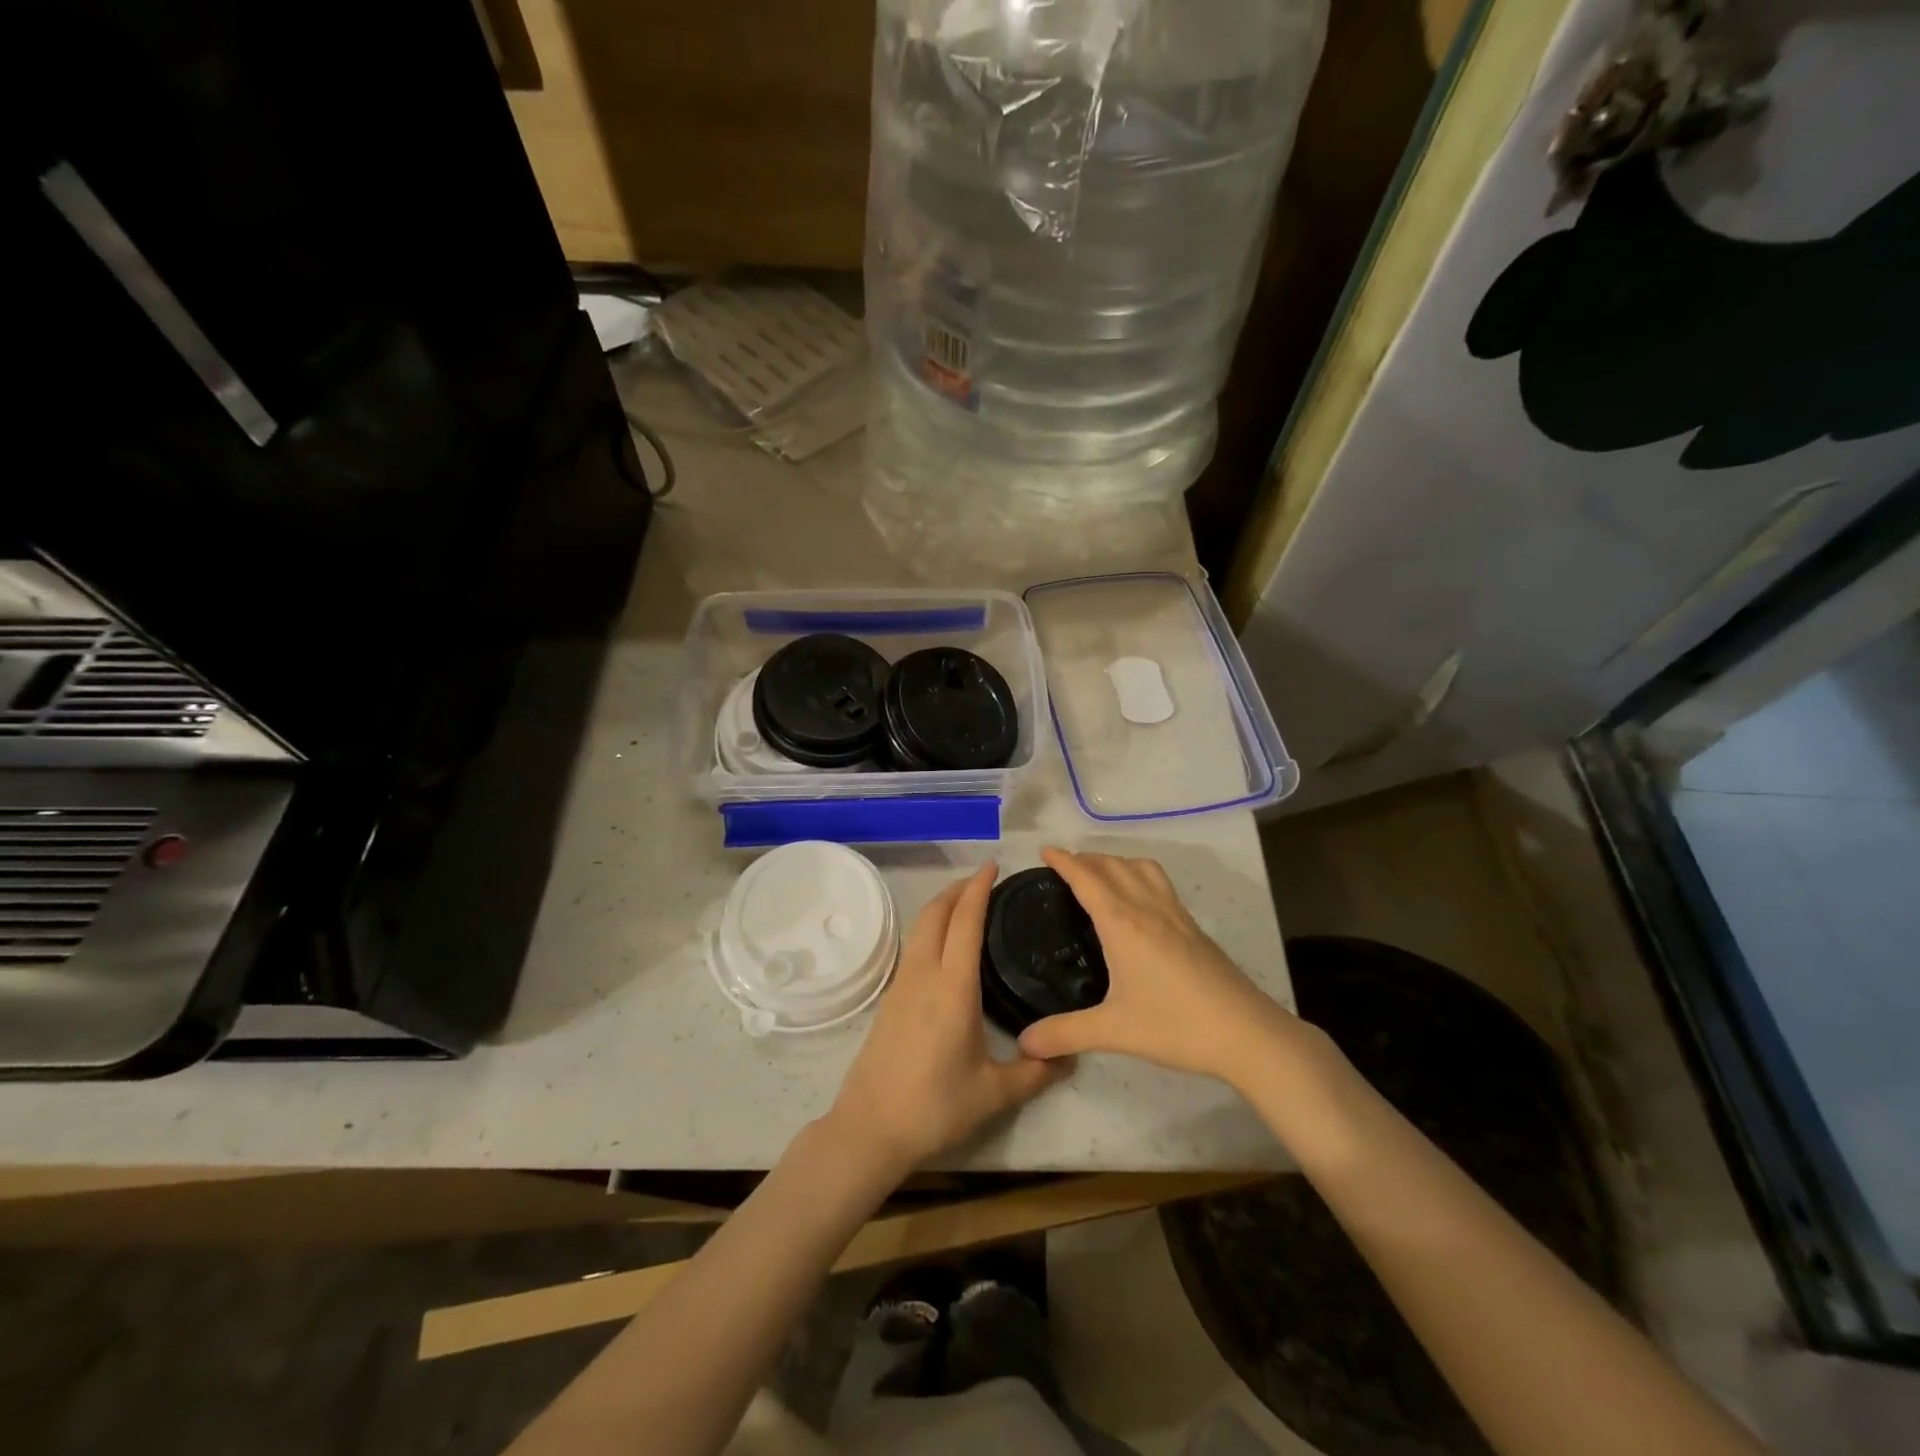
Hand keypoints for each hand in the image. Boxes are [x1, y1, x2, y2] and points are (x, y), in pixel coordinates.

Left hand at [828, 863, 1061, 1176]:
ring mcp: (901, 985)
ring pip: (920, 928)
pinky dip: (931, 929)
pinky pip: (913, 947)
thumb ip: (1036, 1072)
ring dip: (942, 906)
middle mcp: (924, 974)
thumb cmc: (935, 1107)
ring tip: (966, 905)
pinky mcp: (890, 998)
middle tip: (984, 879)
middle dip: (958, 889)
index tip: (993, 866)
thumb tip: (1070, 1057)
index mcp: (953, 987)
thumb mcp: (994, 1094)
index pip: (966, 922)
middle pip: (936, 913)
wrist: (870, 1127)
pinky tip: (945, 946)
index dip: (979, 889)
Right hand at [1017, 848, 1315, 1087]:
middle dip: (1086, 858)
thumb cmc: (1176, 1026)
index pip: (1087, 878)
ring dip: (1116, 861)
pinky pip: (1160, 884)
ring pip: (1142, 868)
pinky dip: (1139, 876)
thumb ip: (1065, 1034)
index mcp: (1122, 923)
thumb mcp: (1114, 1031)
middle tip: (1064, 866)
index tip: (1045, 851)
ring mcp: (1176, 915)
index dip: (1064, 861)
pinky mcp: (1194, 928)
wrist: (1247, 1033)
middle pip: (1113, 865)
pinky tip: (1139, 902)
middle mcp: (1148, 908)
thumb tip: (1023, 1043)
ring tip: (1100, 874)